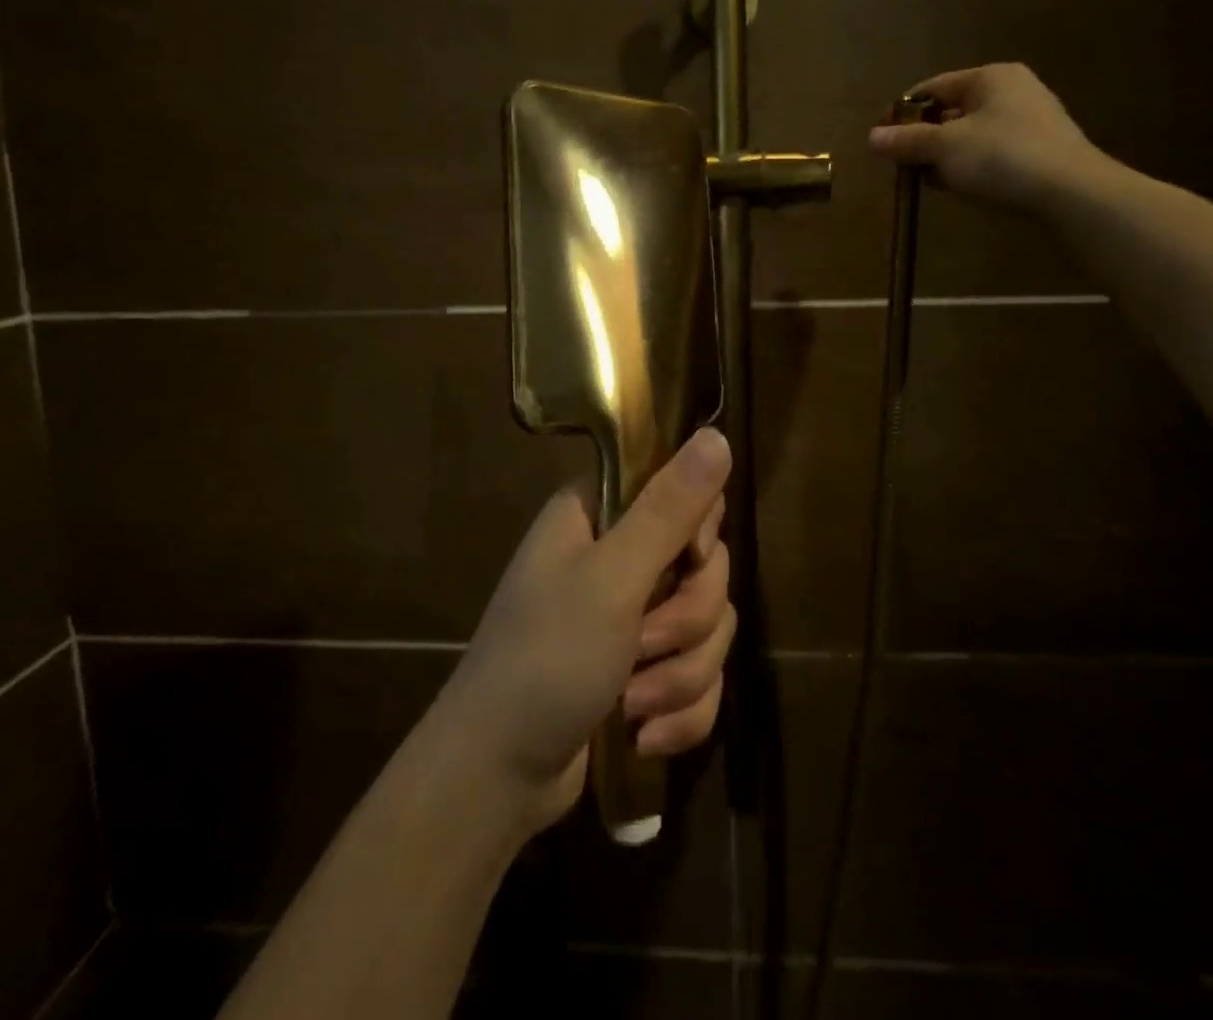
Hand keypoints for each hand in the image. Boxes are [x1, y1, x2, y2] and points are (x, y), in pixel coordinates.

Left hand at [436, 427, 734, 835]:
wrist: (496, 777)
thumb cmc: (545, 660)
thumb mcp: (611, 579)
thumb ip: (669, 509)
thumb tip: (717, 435)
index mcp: (599, 514)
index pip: (680, 489)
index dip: (697, 530)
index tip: (688, 560)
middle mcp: (615, 554)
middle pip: (704, 564)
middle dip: (687, 620)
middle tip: (643, 644)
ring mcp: (629, 615)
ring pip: (707, 625)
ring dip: (681, 674)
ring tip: (634, 703)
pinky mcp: (641, 669)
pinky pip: (697, 674)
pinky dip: (681, 709)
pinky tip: (644, 734)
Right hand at [867, 63, 1109, 210]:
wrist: (1071, 192)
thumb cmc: (1002, 157)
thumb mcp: (944, 148)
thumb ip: (907, 141)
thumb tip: (872, 137)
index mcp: (990, 77)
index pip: (932, 88)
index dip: (903, 113)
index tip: (883, 140)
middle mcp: (1012, 89)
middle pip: (951, 111)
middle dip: (925, 139)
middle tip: (905, 166)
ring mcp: (1030, 119)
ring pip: (971, 134)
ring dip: (946, 157)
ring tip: (931, 182)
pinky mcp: (1040, 149)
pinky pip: (992, 152)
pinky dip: (972, 166)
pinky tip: (963, 188)